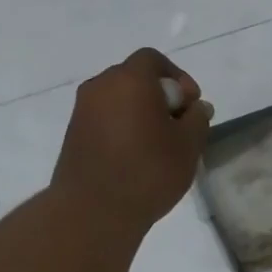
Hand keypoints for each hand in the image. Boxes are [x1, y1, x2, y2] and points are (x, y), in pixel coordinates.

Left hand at [51, 49, 211, 228]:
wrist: (93, 211)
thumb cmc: (148, 171)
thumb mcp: (189, 144)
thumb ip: (197, 119)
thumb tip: (196, 107)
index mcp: (130, 80)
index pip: (153, 60)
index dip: (178, 77)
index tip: (191, 105)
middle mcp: (101, 87)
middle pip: (135, 78)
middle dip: (161, 96)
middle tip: (179, 126)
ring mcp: (83, 111)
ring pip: (120, 99)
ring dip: (142, 113)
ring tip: (160, 145)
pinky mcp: (75, 134)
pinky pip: (106, 119)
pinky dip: (124, 127)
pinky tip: (138, 156)